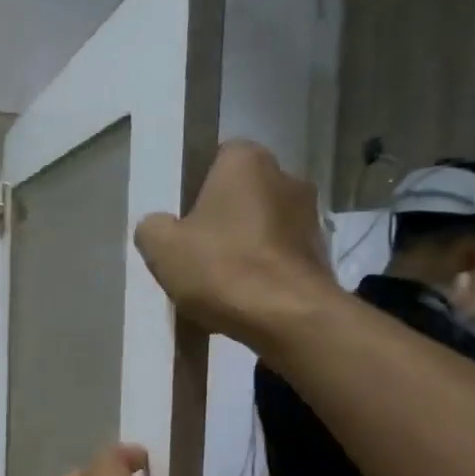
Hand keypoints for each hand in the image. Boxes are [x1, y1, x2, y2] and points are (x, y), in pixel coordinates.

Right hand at [134, 140, 339, 351]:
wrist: (288, 317)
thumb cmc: (221, 267)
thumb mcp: (161, 246)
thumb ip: (152, 227)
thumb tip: (160, 226)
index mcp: (247, 161)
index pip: (218, 158)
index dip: (196, 187)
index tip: (181, 219)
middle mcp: (286, 177)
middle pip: (242, 195)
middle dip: (221, 219)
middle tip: (195, 253)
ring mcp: (310, 218)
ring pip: (262, 227)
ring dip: (243, 248)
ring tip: (218, 285)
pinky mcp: (322, 256)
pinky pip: (279, 258)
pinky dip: (263, 273)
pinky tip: (243, 301)